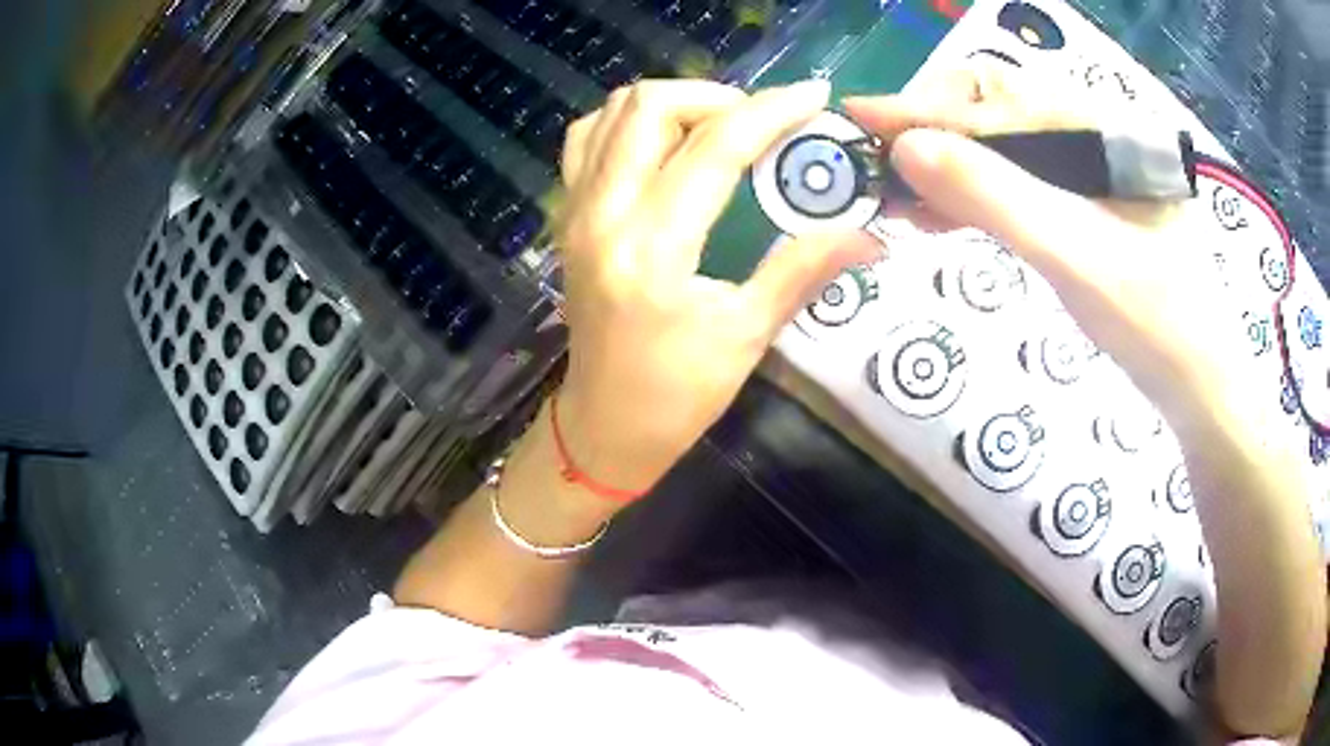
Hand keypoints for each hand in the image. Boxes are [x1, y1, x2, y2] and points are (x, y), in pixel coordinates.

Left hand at [554, 79, 877, 493]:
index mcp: (652, 249)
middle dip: (716, 96)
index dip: (771, 111)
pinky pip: (589, 140)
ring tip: (718, 128)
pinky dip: (630, 124)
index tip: (813, 96)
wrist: (604, 427)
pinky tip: (667, 145)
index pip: (715, 148)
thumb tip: (870, 236)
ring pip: (612, 113)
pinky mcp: (568, 217)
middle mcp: (603, 214)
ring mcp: (576, 211)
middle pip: (649, 106)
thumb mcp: (748, 334)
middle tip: (761, 123)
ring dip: (673, 104)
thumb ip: (805, 268)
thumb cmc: (677, 395)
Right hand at [844, 62, 1250, 419]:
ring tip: (895, 194)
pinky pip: (1016, 186)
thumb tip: (904, 148)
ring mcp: (1088, 175)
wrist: (1201, 388)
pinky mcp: (1083, 210)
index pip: (999, 93)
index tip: (861, 119)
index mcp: (1103, 126)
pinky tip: (940, 213)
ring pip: (1001, 150)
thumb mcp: (1077, 258)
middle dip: (931, 132)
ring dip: (946, 167)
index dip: (927, 103)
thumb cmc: (1157, 325)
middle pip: (994, 111)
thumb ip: (997, 198)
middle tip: (876, 166)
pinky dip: (972, 196)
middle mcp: (1092, 136)